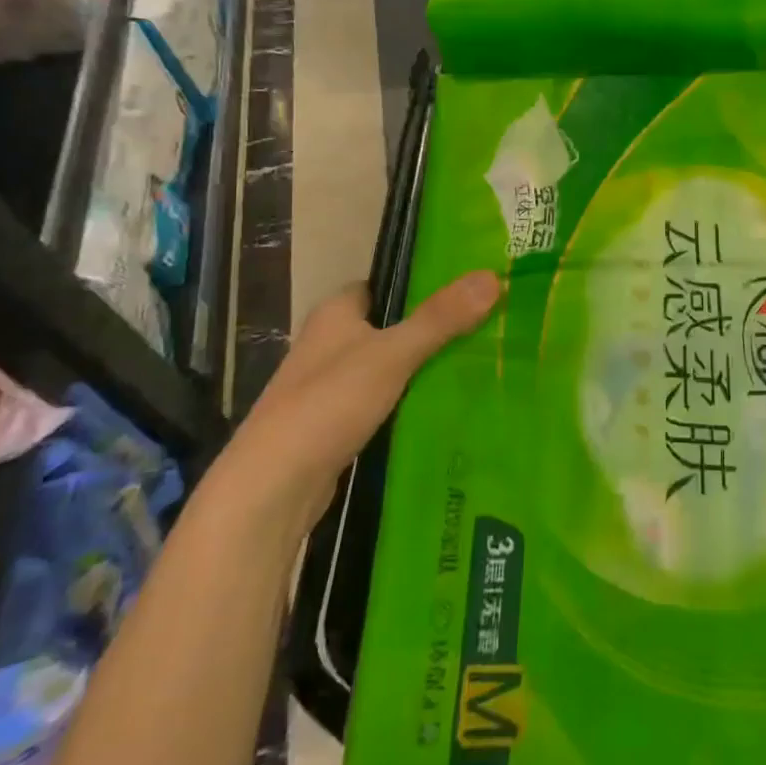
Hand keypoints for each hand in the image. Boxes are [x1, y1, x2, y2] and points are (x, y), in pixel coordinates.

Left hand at [221, 270, 501, 523]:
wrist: (272, 487)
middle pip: (390, 326)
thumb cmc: (328, 403)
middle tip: (485, 326)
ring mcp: (330, 388)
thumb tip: (493, 276)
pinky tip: (445, 408)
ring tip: (479, 363)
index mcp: (335, 314)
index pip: (382, 284)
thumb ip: (440, 318)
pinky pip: (383, 402)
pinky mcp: (336, 426)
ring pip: (388, 367)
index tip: (466, 288)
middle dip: (432, 328)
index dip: (420, 283)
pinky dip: (409, 402)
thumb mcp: (392, 354)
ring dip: (423, 367)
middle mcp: (329, 344)